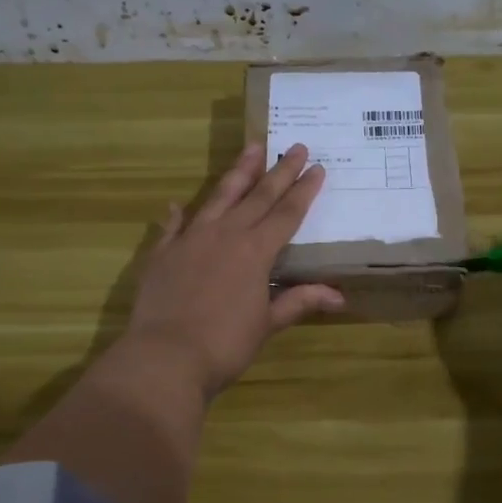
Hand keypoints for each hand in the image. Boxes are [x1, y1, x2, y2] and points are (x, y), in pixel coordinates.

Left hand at [121, 142, 344, 397]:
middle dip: (279, 171)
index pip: (286, 213)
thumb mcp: (267, 324)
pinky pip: (173, 226)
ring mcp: (191, 239)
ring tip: (251, 148)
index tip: (317, 167)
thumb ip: (298, 301)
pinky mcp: (163, 253)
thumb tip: (339, 295)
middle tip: (294, 145)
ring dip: (237, 173)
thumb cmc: (225, 344)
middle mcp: (225, 235)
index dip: (304, 190)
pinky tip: (177, 203)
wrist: (165, 357)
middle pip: (258, 196)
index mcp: (255, 251)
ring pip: (219, 197)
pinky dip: (177, 215)